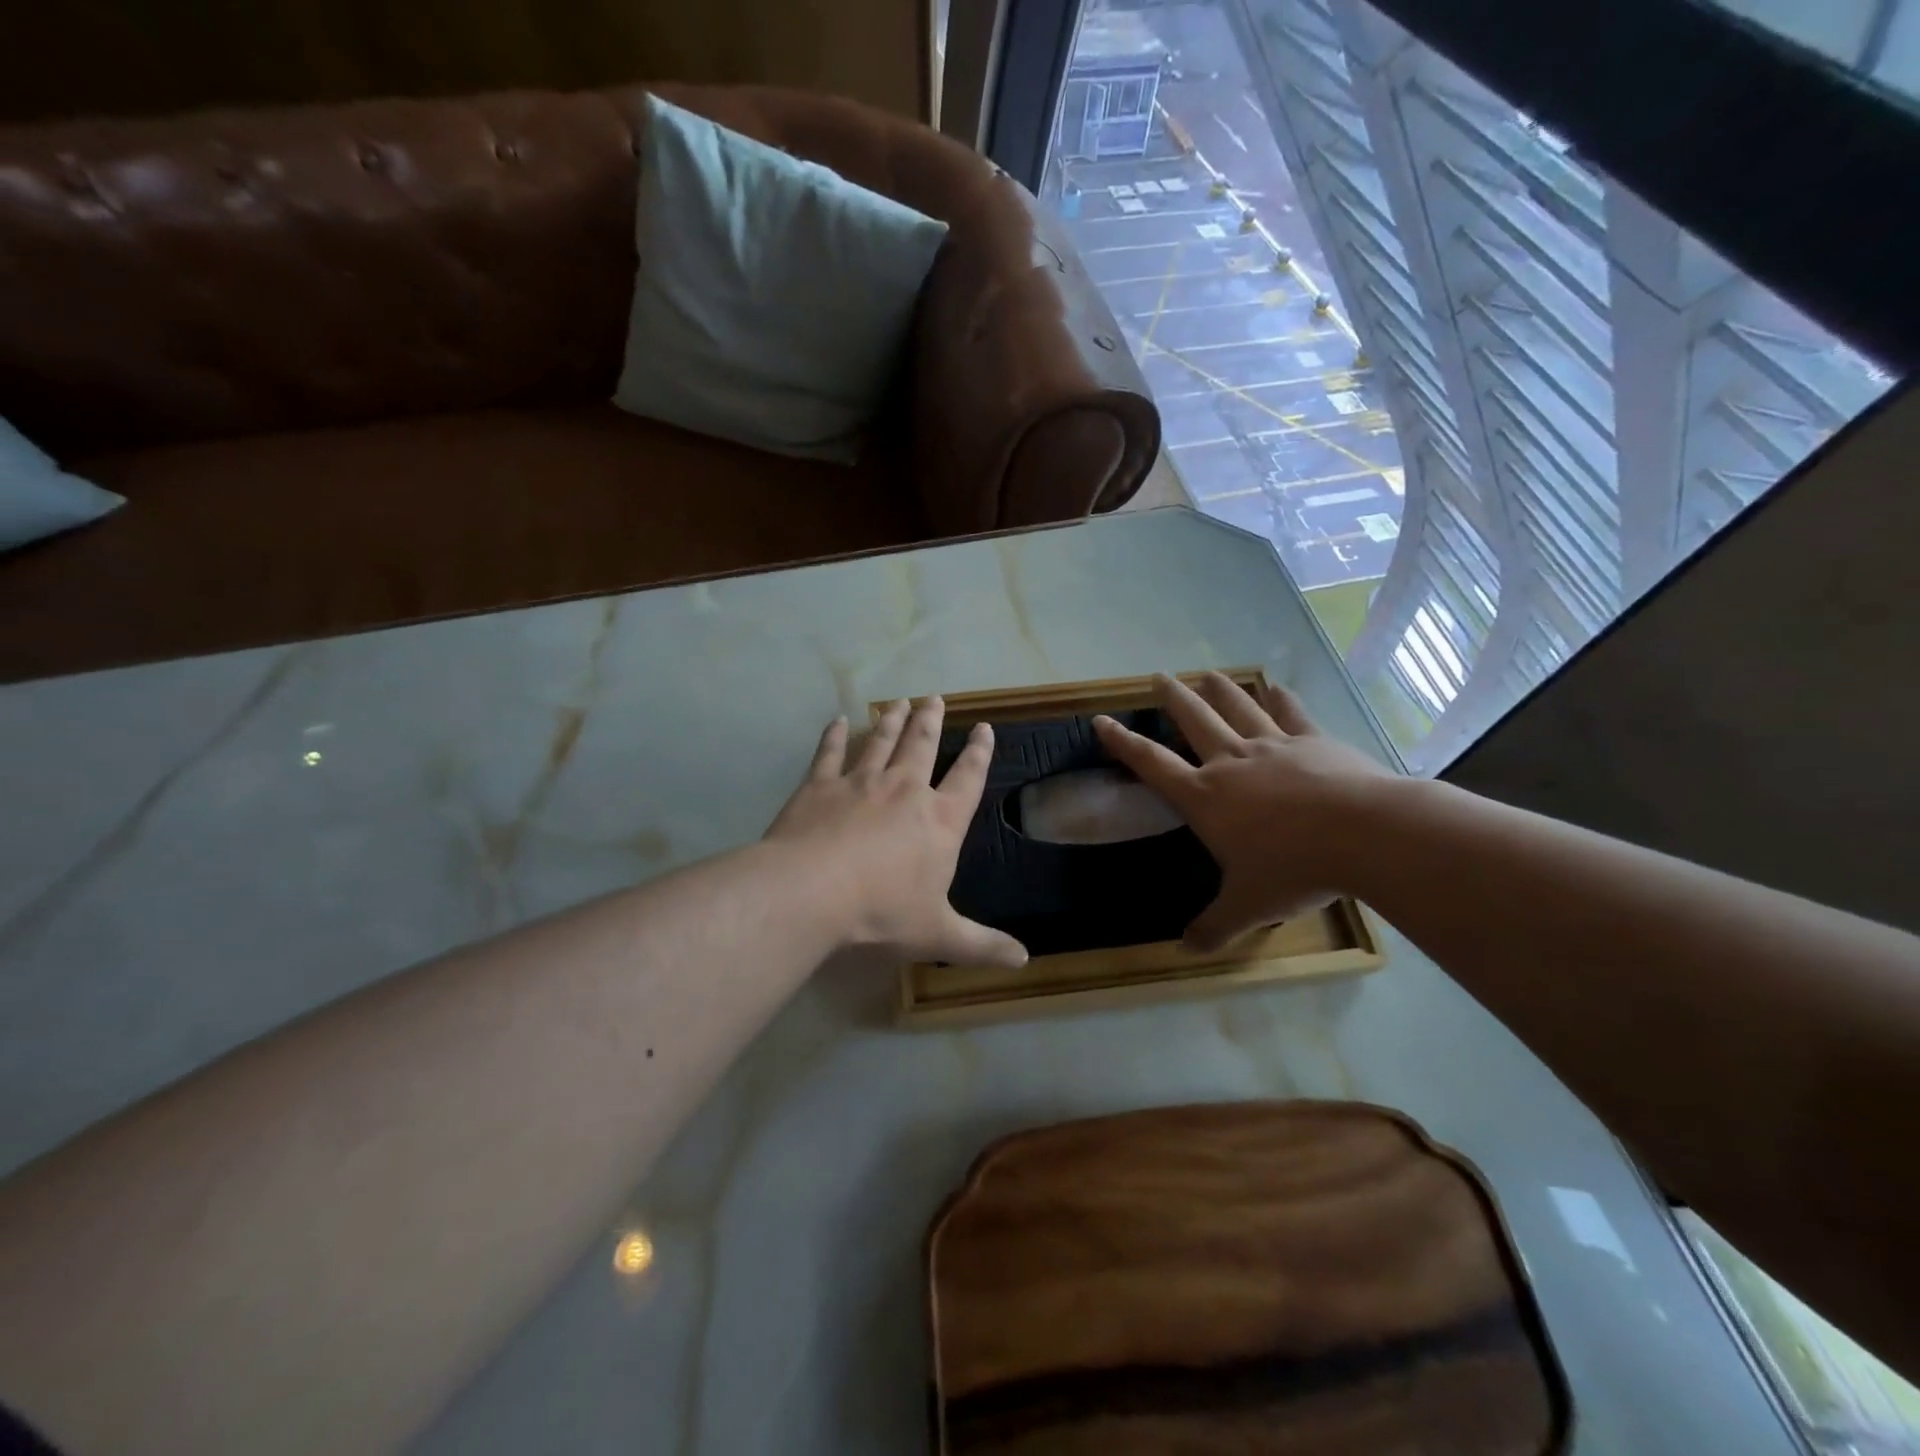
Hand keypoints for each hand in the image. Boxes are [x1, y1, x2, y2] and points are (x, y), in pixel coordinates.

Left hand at [765, 697, 1027, 968]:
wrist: (813, 891)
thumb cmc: (882, 912)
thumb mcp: (939, 934)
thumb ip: (982, 945)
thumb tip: (1025, 960)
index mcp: (939, 821)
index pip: (967, 779)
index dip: (979, 753)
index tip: (985, 728)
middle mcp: (904, 791)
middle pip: (921, 746)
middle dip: (930, 721)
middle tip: (934, 698)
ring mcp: (860, 783)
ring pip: (880, 742)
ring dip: (891, 721)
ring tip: (900, 702)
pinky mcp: (819, 786)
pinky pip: (829, 753)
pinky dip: (834, 735)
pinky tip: (837, 720)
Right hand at [1094, 673, 1393, 952]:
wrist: (1365, 834)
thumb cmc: (1295, 869)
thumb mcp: (1249, 907)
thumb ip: (1215, 926)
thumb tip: (1186, 950)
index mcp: (1205, 798)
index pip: (1153, 764)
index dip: (1124, 743)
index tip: (1101, 720)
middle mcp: (1232, 763)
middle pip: (1194, 721)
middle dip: (1173, 699)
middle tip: (1158, 677)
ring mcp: (1274, 747)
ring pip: (1238, 709)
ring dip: (1219, 691)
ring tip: (1206, 674)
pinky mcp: (1314, 741)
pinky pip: (1291, 714)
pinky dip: (1281, 700)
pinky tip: (1276, 688)